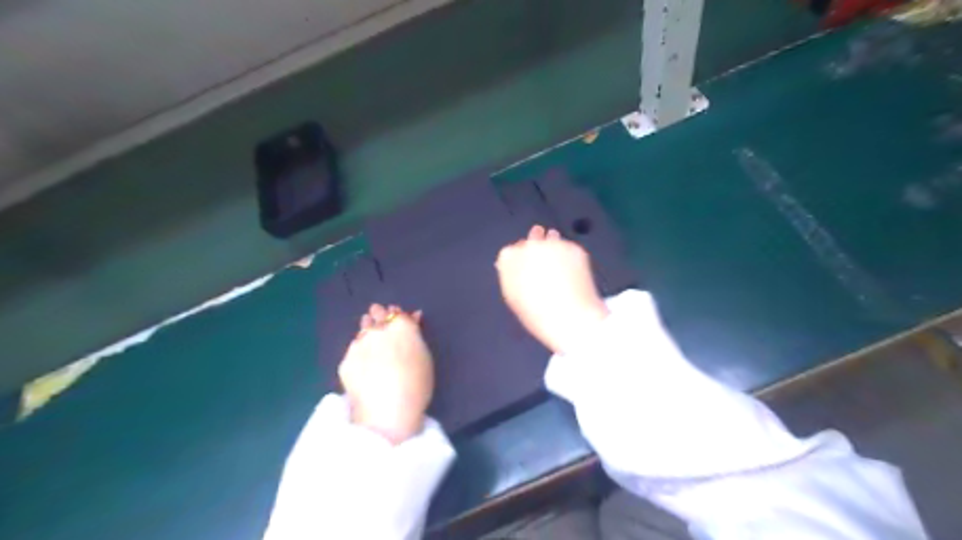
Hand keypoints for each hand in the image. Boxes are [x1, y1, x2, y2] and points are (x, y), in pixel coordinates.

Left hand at [336, 303, 429, 443]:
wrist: (388, 413)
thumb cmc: (417, 385)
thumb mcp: (425, 357)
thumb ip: (416, 334)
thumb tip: (413, 316)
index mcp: (401, 326)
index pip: (396, 312)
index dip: (396, 316)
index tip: (397, 322)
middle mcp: (377, 330)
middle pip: (375, 314)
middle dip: (378, 317)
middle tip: (382, 329)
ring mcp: (358, 344)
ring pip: (362, 330)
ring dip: (366, 332)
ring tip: (373, 346)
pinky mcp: (345, 361)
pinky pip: (353, 351)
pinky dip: (358, 354)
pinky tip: (364, 367)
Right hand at [496, 224, 606, 354]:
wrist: (570, 317)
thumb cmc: (539, 314)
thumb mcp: (514, 297)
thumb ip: (510, 276)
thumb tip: (512, 267)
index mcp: (509, 259)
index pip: (510, 252)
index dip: (518, 261)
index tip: (524, 270)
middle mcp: (529, 246)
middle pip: (530, 241)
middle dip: (536, 251)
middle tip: (544, 269)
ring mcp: (552, 244)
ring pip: (551, 240)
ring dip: (553, 250)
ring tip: (558, 271)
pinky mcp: (572, 247)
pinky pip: (568, 248)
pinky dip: (569, 257)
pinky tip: (571, 274)